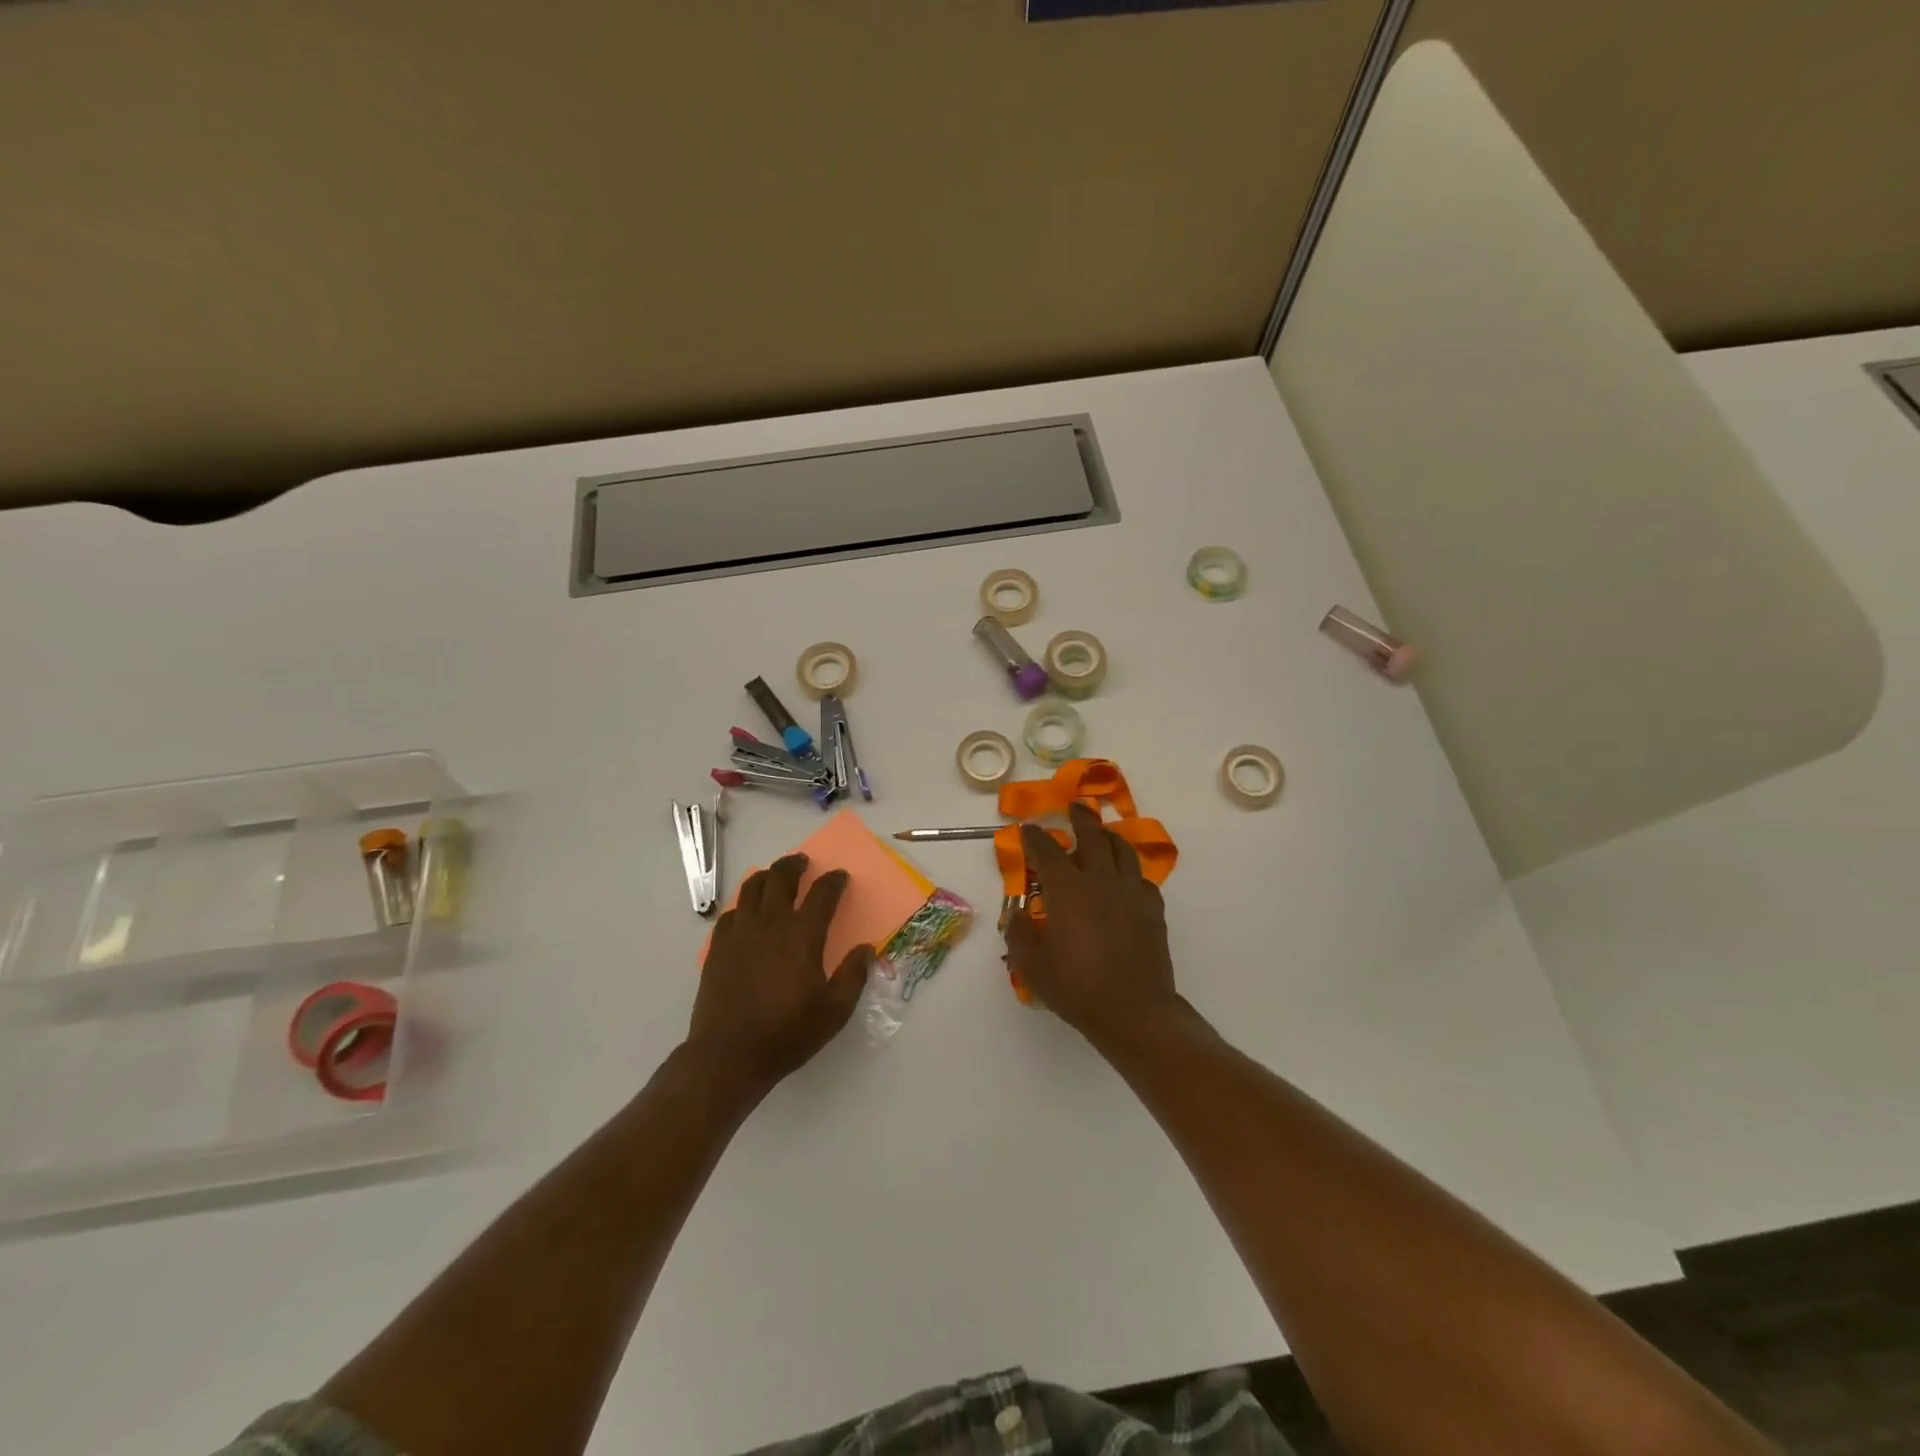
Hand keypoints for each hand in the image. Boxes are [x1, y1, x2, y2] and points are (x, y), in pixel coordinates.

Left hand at [689, 854, 873, 1095]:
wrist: (729, 1055)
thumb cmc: (788, 1033)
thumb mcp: (834, 1011)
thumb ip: (854, 976)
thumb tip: (865, 950)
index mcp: (803, 935)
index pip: (823, 893)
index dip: (834, 881)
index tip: (840, 877)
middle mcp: (771, 923)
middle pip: (781, 877)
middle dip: (795, 865)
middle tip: (803, 862)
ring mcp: (740, 932)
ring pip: (752, 887)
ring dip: (767, 876)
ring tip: (774, 877)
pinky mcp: (719, 946)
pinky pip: (731, 913)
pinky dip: (743, 905)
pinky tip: (747, 913)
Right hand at [1004, 802, 1184, 1044]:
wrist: (1133, 1010)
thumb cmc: (1076, 986)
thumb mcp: (1031, 965)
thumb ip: (1018, 933)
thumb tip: (1015, 913)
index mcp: (1067, 889)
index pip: (1047, 850)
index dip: (1034, 837)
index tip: (1027, 829)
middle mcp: (1100, 880)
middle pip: (1092, 836)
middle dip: (1081, 818)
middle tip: (1076, 807)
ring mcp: (1131, 892)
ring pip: (1123, 850)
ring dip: (1110, 838)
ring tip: (1104, 835)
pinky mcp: (1153, 909)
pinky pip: (1142, 879)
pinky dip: (1131, 873)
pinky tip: (1127, 881)